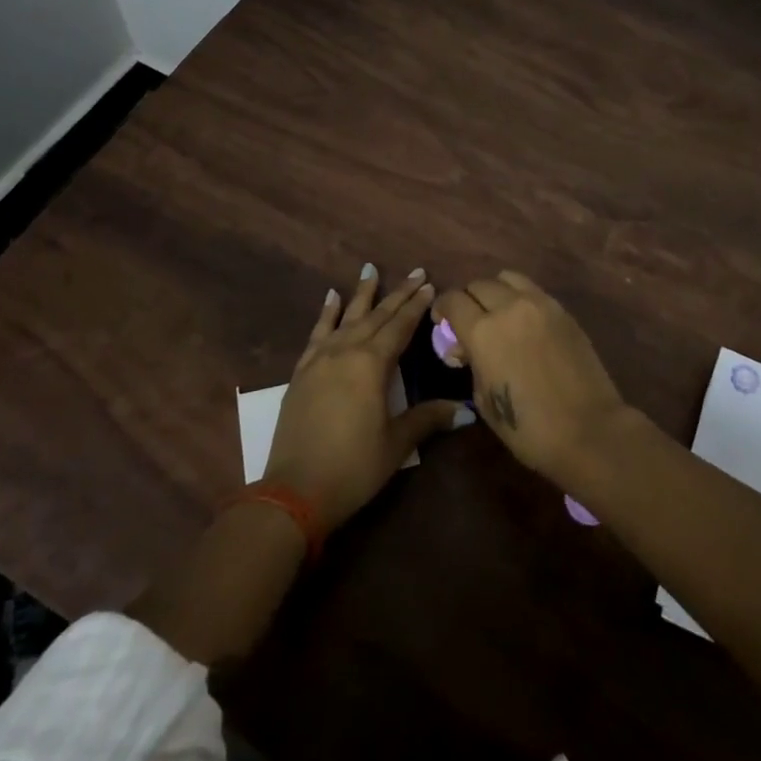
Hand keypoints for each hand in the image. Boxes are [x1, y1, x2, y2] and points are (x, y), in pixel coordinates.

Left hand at [264, 265, 458, 532]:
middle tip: (415, 272)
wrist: (295, 491)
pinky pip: (317, 333)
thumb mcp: (396, 444)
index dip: (416, 307)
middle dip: (398, 294)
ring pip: (346, 317)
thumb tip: (465, 410)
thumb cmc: (353, 467)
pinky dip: (326, 314)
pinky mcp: (302, 372)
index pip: (400, 327)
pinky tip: (331, 298)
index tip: (430, 285)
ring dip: (361, 294)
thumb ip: (427, 419)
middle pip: (376, 316)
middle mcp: (346, 351)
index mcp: (372, 364)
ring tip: (370, 269)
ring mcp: (320, 359)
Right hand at [431, 270, 631, 491]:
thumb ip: (472, 364)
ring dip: (495, 291)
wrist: (589, 431)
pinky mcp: (563, 310)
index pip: (452, 300)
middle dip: (467, 300)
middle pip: (478, 284)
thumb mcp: (484, 400)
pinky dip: (520, 297)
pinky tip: (523, 321)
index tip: (442, 322)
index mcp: (483, 331)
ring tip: (497, 313)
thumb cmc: (529, 428)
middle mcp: (509, 307)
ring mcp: (540, 304)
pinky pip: (532, 290)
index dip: (442, 308)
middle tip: (469, 321)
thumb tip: (466, 348)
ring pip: (507, 278)